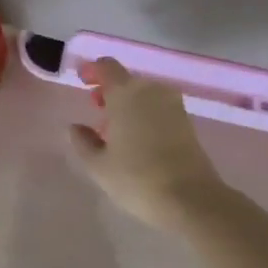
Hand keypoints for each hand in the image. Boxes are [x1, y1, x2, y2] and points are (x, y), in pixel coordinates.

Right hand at [70, 58, 224, 229]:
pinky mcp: (187, 122)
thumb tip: (75, 127)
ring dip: (129, 103)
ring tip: (118, 129)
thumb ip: (82, 142)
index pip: (107, 66)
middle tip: (98, 111)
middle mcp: (151, 90)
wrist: (192, 200)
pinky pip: (159, 107)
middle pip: (126, 80)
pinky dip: (146, 114)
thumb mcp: (99, 166)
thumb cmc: (138, 179)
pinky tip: (139, 139)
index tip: (83, 82)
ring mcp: (173, 105)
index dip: (93, 70)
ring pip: (144, 94)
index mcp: (125, 93)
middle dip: (110, 91)